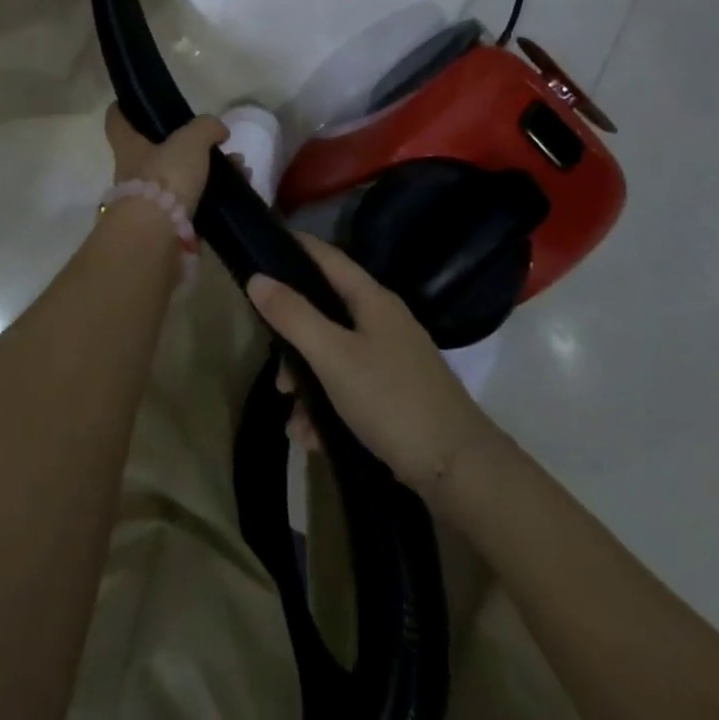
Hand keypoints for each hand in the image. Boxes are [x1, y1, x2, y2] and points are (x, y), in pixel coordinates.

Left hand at [103, 105, 228, 215]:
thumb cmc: (164, 178)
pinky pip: (195, 203)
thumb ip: (205, 127)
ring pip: (182, 177)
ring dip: (211, 171)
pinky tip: (240, 190)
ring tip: (240, 168)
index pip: (118, 119)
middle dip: (191, 145)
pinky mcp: (168, 226)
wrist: (157, 238)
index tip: (142, 102)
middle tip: (219, 141)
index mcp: (129, 145)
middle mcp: (133, 171)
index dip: (127, 107)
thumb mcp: (189, 141)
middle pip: (158, 150)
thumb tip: (218, 128)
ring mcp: (149, 201)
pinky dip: (216, 196)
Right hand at [246, 236, 497, 501]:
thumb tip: (257, 277)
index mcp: (371, 299)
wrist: (461, 471)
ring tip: (293, 419)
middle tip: (275, 368)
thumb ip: (293, 315)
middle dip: (293, 337)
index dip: (293, 247)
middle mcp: (383, 320)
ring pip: (334, 354)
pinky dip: (328, 406)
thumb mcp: (332, 356)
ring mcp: (393, 358)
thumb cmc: (391, 400)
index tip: (258, 247)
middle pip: (325, 310)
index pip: (326, 256)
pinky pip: (350, 386)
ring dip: (308, 382)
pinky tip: (312, 438)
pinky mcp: (397, 393)